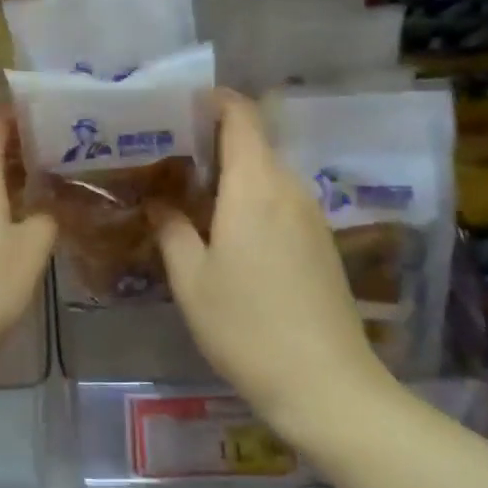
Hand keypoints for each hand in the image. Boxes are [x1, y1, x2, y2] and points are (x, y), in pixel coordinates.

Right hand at [154, 90, 394, 445]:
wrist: (328, 388)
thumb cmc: (247, 328)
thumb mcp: (192, 280)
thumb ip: (172, 230)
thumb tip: (159, 202)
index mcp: (255, 187)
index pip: (242, 116)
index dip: (214, 100)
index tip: (179, 105)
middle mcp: (288, 190)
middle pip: (253, 143)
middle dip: (210, 141)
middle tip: (166, 156)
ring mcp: (310, 216)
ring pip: (265, 173)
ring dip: (229, 173)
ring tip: (186, 192)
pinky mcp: (321, 242)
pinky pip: (279, 200)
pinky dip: (248, 198)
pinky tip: (222, 229)